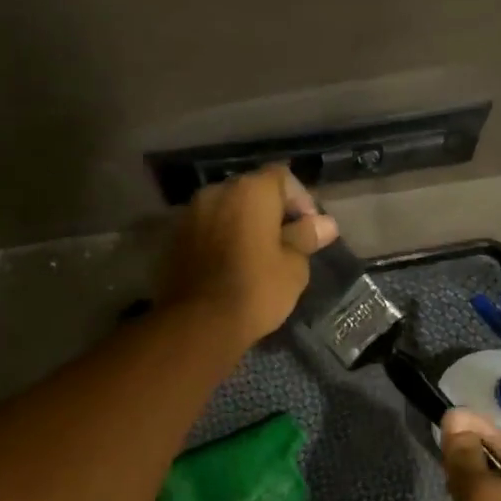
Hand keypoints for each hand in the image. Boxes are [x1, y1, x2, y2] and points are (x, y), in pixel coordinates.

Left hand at [158, 165, 338, 349]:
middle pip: (251, 191)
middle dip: (271, 211)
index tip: (309, 228)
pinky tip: (230, 264)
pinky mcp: (174, 237)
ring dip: (243, 224)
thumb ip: (306, 237)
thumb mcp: (293, 266)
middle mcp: (217, 191)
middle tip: (286, 242)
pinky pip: (207, 228)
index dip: (300, 199)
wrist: (198, 323)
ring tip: (257, 256)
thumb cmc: (255, 290)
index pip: (282, 177)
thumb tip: (325, 224)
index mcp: (250, 190)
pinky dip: (221, 238)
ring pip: (226, 209)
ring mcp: (191, 213)